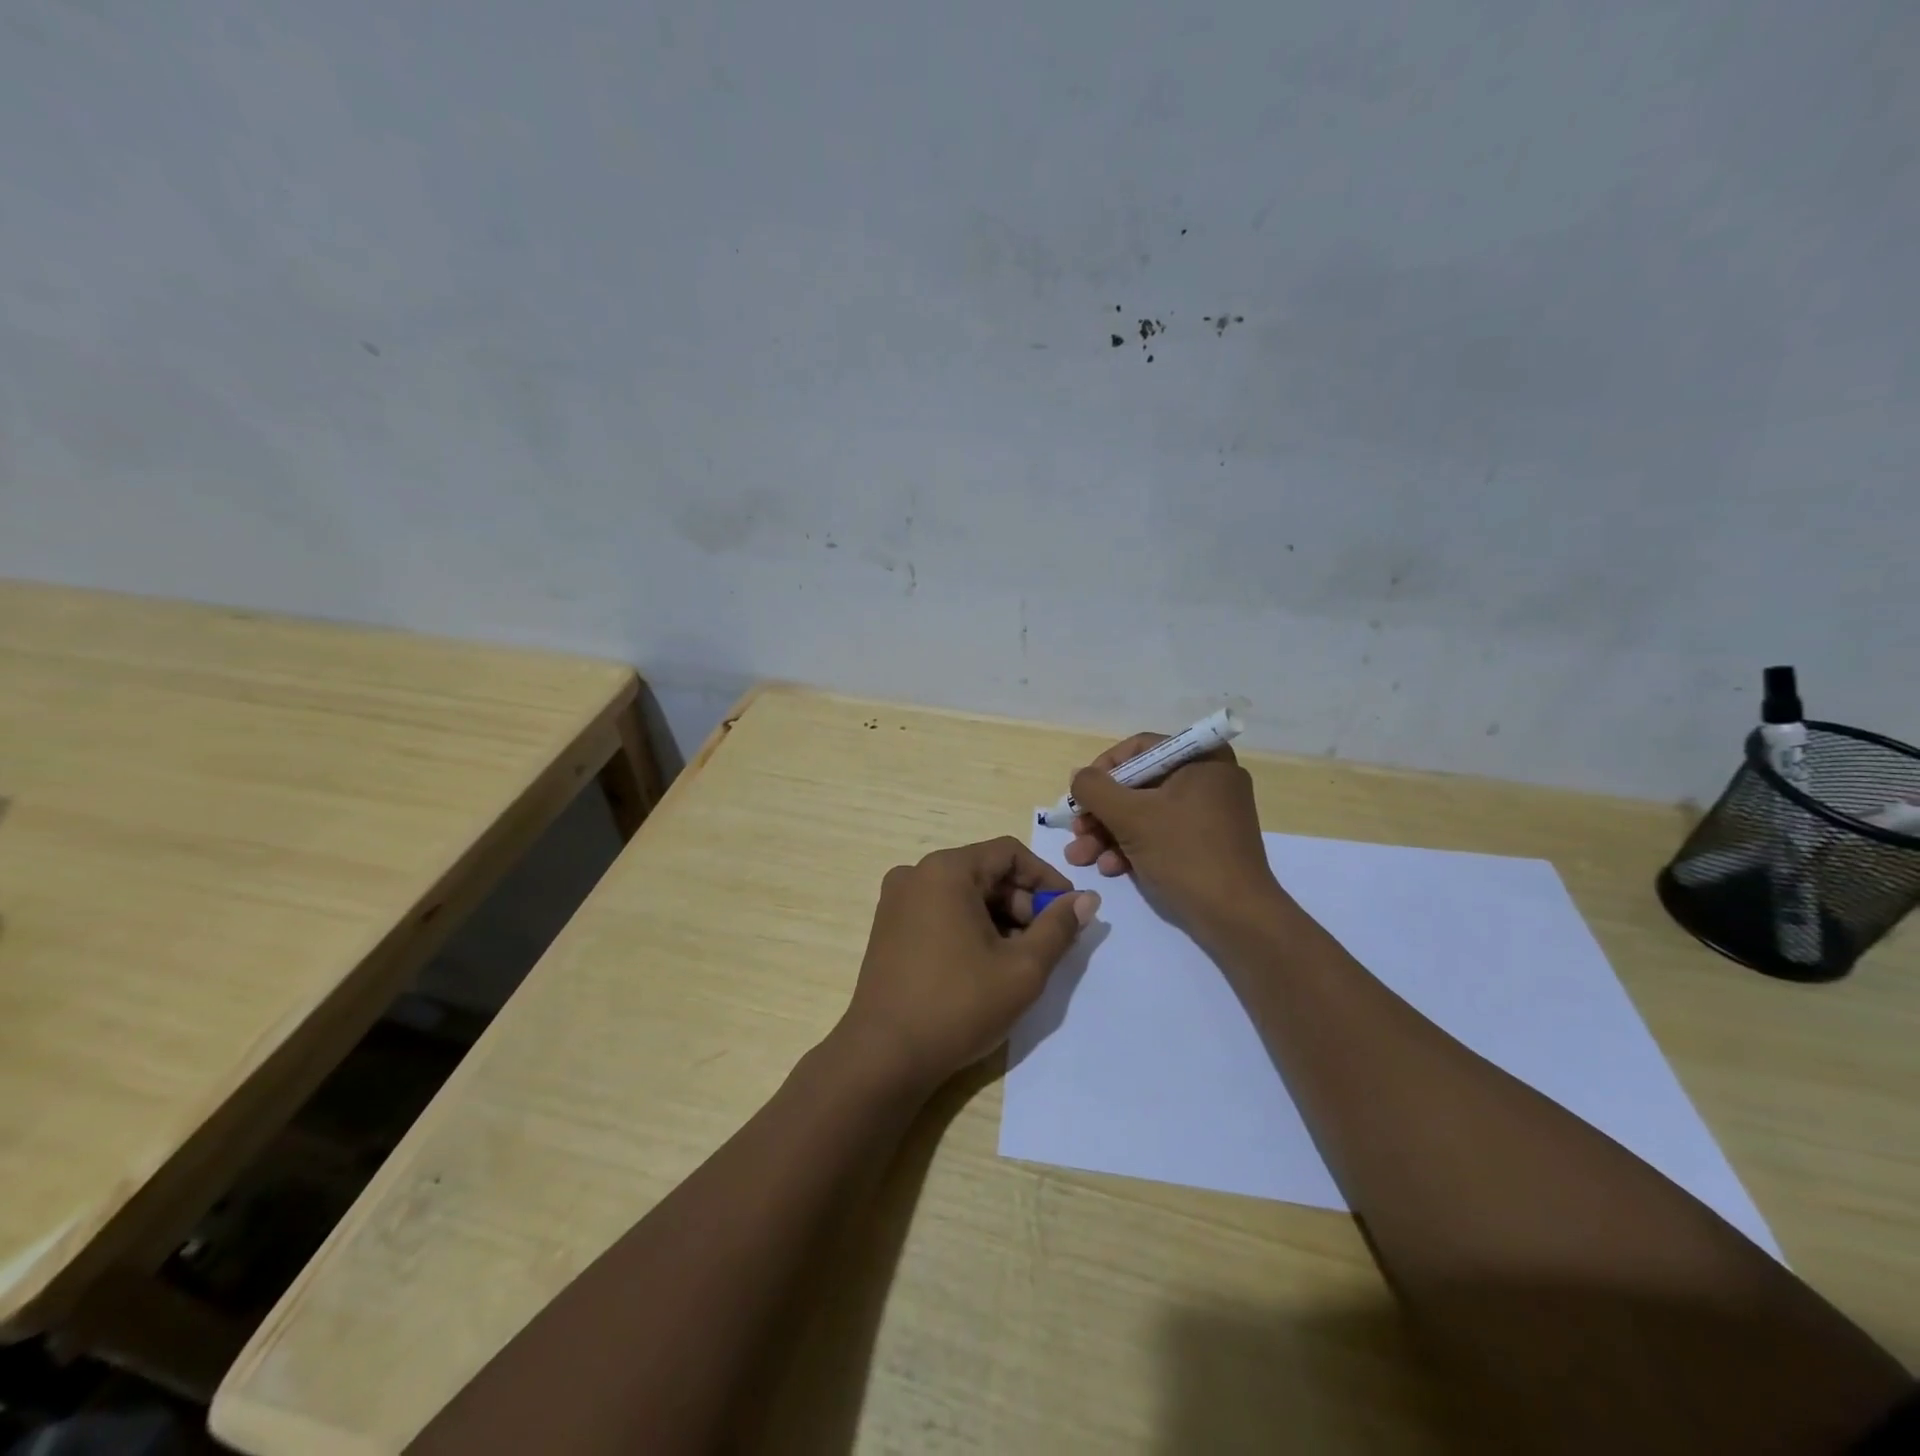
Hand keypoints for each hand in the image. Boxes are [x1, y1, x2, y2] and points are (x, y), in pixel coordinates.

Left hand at [840, 837, 1099, 1089]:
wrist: (884, 1056)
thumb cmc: (958, 1005)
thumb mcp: (1023, 968)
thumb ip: (1059, 927)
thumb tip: (1087, 899)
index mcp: (946, 870)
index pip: (1009, 853)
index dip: (1045, 879)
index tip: (1069, 912)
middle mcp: (916, 874)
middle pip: (985, 872)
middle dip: (1021, 903)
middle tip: (1044, 944)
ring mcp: (896, 901)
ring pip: (963, 894)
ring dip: (997, 918)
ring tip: (1016, 961)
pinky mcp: (888, 928)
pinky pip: (940, 911)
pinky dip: (969, 927)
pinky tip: (983, 966)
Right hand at [1065, 734, 1282, 938]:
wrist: (1236, 917)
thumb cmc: (1185, 853)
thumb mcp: (1131, 817)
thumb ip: (1095, 789)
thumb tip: (1078, 777)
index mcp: (1202, 759)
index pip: (1140, 748)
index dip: (1103, 769)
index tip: (1080, 795)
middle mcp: (1209, 778)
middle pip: (1139, 784)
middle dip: (1101, 811)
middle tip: (1077, 831)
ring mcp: (1209, 813)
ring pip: (1145, 812)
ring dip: (1108, 833)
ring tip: (1081, 856)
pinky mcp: (1205, 843)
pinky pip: (1161, 833)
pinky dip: (1132, 847)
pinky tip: (1110, 868)